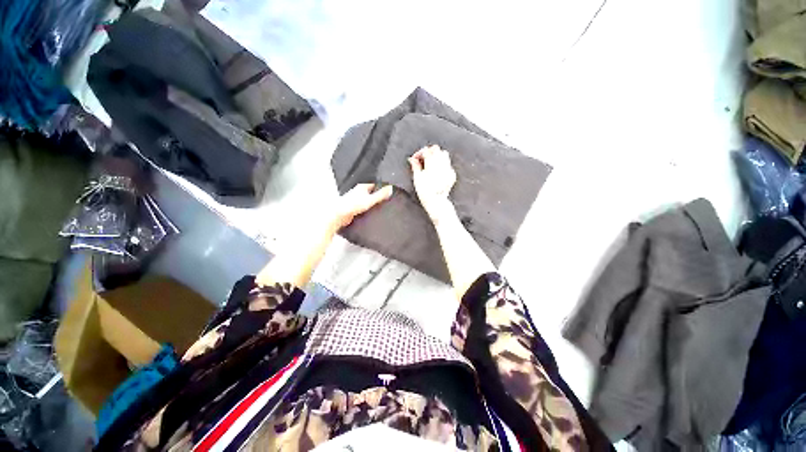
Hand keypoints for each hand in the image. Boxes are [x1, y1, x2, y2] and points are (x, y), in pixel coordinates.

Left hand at [334, 183, 393, 227]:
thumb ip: (380, 194)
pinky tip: (373, 212)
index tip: (389, 188)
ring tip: (382, 205)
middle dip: (378, 194)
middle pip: (371, 191)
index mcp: (362, 186)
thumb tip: (390, 188)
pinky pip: (364, 206)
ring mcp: (356, 200)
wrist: (339, 216)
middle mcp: (358, 192)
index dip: (382, 185)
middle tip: (387, 198)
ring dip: (373, 202)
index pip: (374, 183)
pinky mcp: (354, 208)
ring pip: (368, 199)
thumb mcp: (370, 199)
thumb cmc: (352, 206)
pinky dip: (369, 208)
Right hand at [409, 145, 455, 220]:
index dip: (419, 153)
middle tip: (423, 159)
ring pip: (444, 154)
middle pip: (436, 149)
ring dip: (437, 156)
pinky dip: (443, 165)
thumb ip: (415, 166)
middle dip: (429, 152)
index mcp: (432, 163)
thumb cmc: (425, 191)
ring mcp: (448, 168)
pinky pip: (448, 164)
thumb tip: (412, 159)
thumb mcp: (417, 178)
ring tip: (431, 164)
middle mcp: (441, 163)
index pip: (426, 150)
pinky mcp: (452, 174)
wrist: (436, 201)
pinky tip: (437, 172)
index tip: (415, 159)